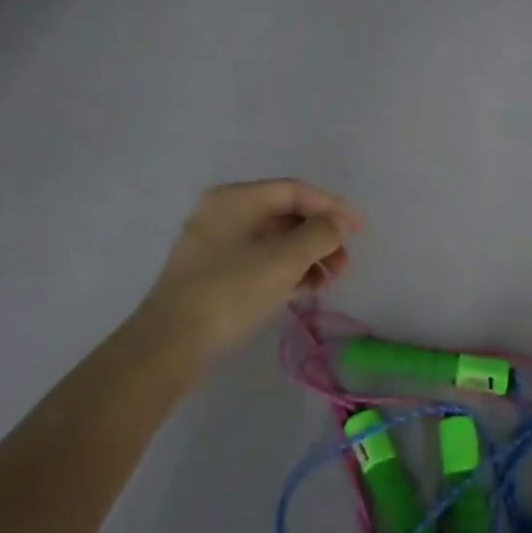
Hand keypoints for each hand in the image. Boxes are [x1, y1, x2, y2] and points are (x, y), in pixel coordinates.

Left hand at [135, 179, 361, 359]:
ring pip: (274, 240)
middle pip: (285, 215)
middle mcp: (224, 212)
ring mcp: (216, 243)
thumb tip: (336, 223)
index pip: (295, 191)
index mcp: (236, 198)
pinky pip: (259, 260)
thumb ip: (319, 234)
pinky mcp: (213, 273)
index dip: (332, 206)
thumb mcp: (284, 260)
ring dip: (306, 257)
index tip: (359, 230)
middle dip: (320, 237)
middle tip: (344, 265)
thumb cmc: (231, 291)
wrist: (171, 342)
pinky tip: (303, 291)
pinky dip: (285, 270)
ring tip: (327, 284)